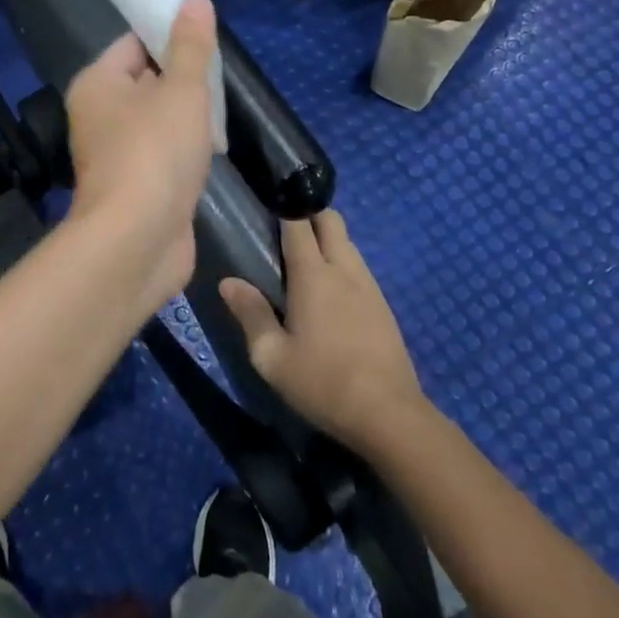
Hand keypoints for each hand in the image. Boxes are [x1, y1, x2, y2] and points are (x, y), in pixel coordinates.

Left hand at [65, 0, 217, 312]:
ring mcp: (116, 153)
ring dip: (188, 115)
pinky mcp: (135, 185)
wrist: (138, 241)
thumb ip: (191, 46)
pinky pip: (162, 152)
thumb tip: (195, 1)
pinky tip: (212, 149)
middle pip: (146, 80)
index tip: (207, 37)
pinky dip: (185, 148)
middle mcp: (99, 115)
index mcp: (98, 84)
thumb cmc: (156, 152)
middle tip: (221, 75)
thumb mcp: (182, 90)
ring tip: (222, 110)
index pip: (133, 43)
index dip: (168, 34)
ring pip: (157, 119)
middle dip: (184, 77)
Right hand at [220, 210, 424, 451]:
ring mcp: (369, 286)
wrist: (389, 415)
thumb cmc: (322, 383)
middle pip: (331, 220)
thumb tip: (228, 282)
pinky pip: (360, 268)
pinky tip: (331, 293)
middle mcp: (344, 270)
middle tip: (284, 232)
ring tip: (304, 262)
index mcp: (313, 275)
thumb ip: (250, 314)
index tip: (267, 202)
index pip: (298, 223)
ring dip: (328, 240)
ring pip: (348, 243)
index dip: (283, 207)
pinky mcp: (384, 306)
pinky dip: (342, 264)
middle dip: (310, 214)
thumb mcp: (272, 357)